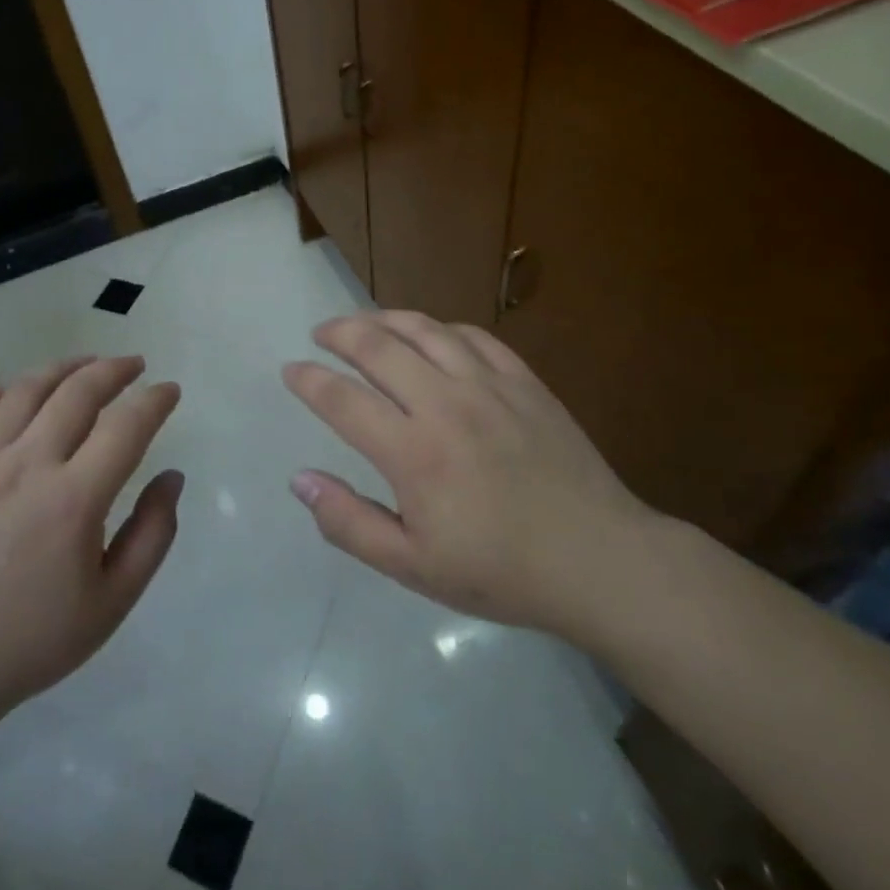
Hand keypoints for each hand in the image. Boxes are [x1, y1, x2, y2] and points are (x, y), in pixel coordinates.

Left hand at [0, 355, 182, 738]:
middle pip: (77, 392)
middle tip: (135, 366)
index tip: (169, 391)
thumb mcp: (113, 602)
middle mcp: (27, 466)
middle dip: (114, 370)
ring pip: (26, 390)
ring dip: (64, 368)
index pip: (126, 426)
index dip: (155, 400)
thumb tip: (172, 477)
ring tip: (87, 364)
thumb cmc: (35, 637)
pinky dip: (0, 390)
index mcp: (73, 499)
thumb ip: (152, 534)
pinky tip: (20, 390)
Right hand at [282, 312, 659, 644]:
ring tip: (364, 322)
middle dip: (339, 333)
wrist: (599, 560)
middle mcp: (445, 405)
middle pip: (378, 347)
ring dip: (385, 318)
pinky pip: (473, 337)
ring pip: (424, 330)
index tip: (290, 371)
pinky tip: (430, 335)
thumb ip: (348, 522)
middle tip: (320, 334)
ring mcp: (489, 386)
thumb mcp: (412, 566)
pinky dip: (441, 328)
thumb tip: (300, 480)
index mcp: (413, 453)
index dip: (309, 380)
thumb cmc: (499, 571)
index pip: (342, 399)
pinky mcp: (524, 382)